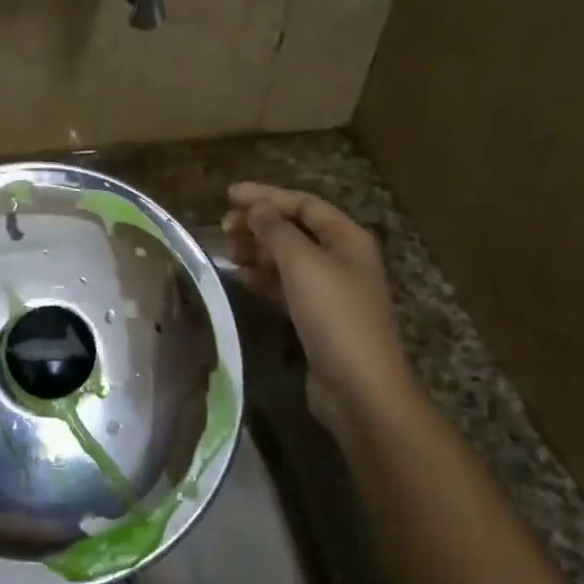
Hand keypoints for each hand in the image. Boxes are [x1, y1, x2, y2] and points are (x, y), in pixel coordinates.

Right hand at [222, 183, 414, 435]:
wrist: (358, 387)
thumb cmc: (334, 315)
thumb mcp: (302, 263)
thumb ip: (276, 230)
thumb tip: (256, 208)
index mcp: (347, 238)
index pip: (304, 204)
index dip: (266, 196)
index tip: (228, 195)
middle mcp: (341, 258)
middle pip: (295, 230)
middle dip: (259, 224)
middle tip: (224, 228)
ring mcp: (330, 290)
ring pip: (287, 258)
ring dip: (257, 251)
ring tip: (227, 252)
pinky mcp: (316, 317)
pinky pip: (284, 286)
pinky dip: (262, 278)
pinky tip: (239, 277)